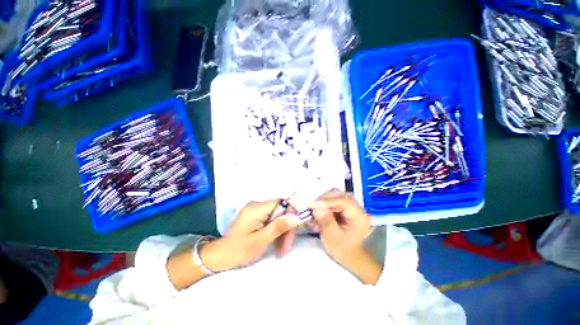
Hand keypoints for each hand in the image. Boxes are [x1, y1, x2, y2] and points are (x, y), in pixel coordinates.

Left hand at [201, 200, 300, 271]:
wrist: (220, 257)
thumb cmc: (238, 250)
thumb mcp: (260, 241)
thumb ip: (278, 227)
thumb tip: (296, 217)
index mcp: (256, 208)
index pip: (280, 202)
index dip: (290, 214)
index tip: (293, 230)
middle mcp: (257, 205)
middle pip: (280, 211)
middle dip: (285, 228)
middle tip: (286, 247)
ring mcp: (256, 211)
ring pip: (277, 217)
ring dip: (282, 232)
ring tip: (281, 250)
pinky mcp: (256, 217)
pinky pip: (272, 220)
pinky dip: (275, 232)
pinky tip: (276, 245)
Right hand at [312, 190, 379, 283]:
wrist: (349, 256)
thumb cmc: (343, 250)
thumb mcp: (333, 238)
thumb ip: (326, 221)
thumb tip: (317, 206)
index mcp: (359, 216)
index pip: (344, 201)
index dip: (328, 201)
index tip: (313, 204)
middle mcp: (356, 207)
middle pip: (339, 195)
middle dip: (324, 199)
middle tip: (311, 206)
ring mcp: (350, 206)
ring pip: (334, 195)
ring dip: (322, 201)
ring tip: (313, 209)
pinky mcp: (343, 207)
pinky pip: (332, 200)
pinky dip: (323, 204)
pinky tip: (317, 211)